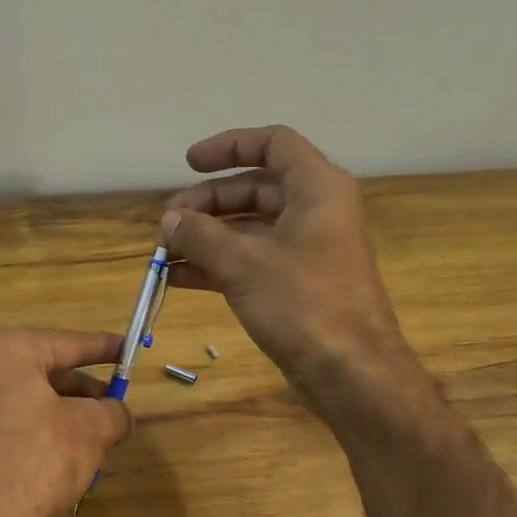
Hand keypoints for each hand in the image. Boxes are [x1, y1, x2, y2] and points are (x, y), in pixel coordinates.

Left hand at [0, 328, 132, 516]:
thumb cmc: (36, 462)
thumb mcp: (91, 431)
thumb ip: (113, 412)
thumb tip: (118, 414)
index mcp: (3, 350)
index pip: (67, 343)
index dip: (104, 349)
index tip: (127, 351)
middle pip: (41, 373)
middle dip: (80, 392)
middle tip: (111, 408)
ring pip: (22, 401)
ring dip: (58, 416)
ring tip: (92, 442)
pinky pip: (2, 426)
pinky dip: (32, 434)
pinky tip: (56, 461)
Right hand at [161, 125, 412, 401]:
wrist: (351, 373)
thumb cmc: (303, 304)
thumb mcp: (243, 264)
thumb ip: (201, 235)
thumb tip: (170, 221)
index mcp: (317, 188)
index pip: (273, 144)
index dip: (229, 146)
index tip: (188, 164)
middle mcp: (316, 212)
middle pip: (256, 189)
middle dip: (208, 202)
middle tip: (168, 222)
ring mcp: (308, 251)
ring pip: (250, 229)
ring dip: (207, 237)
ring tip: (165, 252)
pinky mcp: (299, 286)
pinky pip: (253, 262)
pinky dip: (218, 266)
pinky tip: (180, 278)